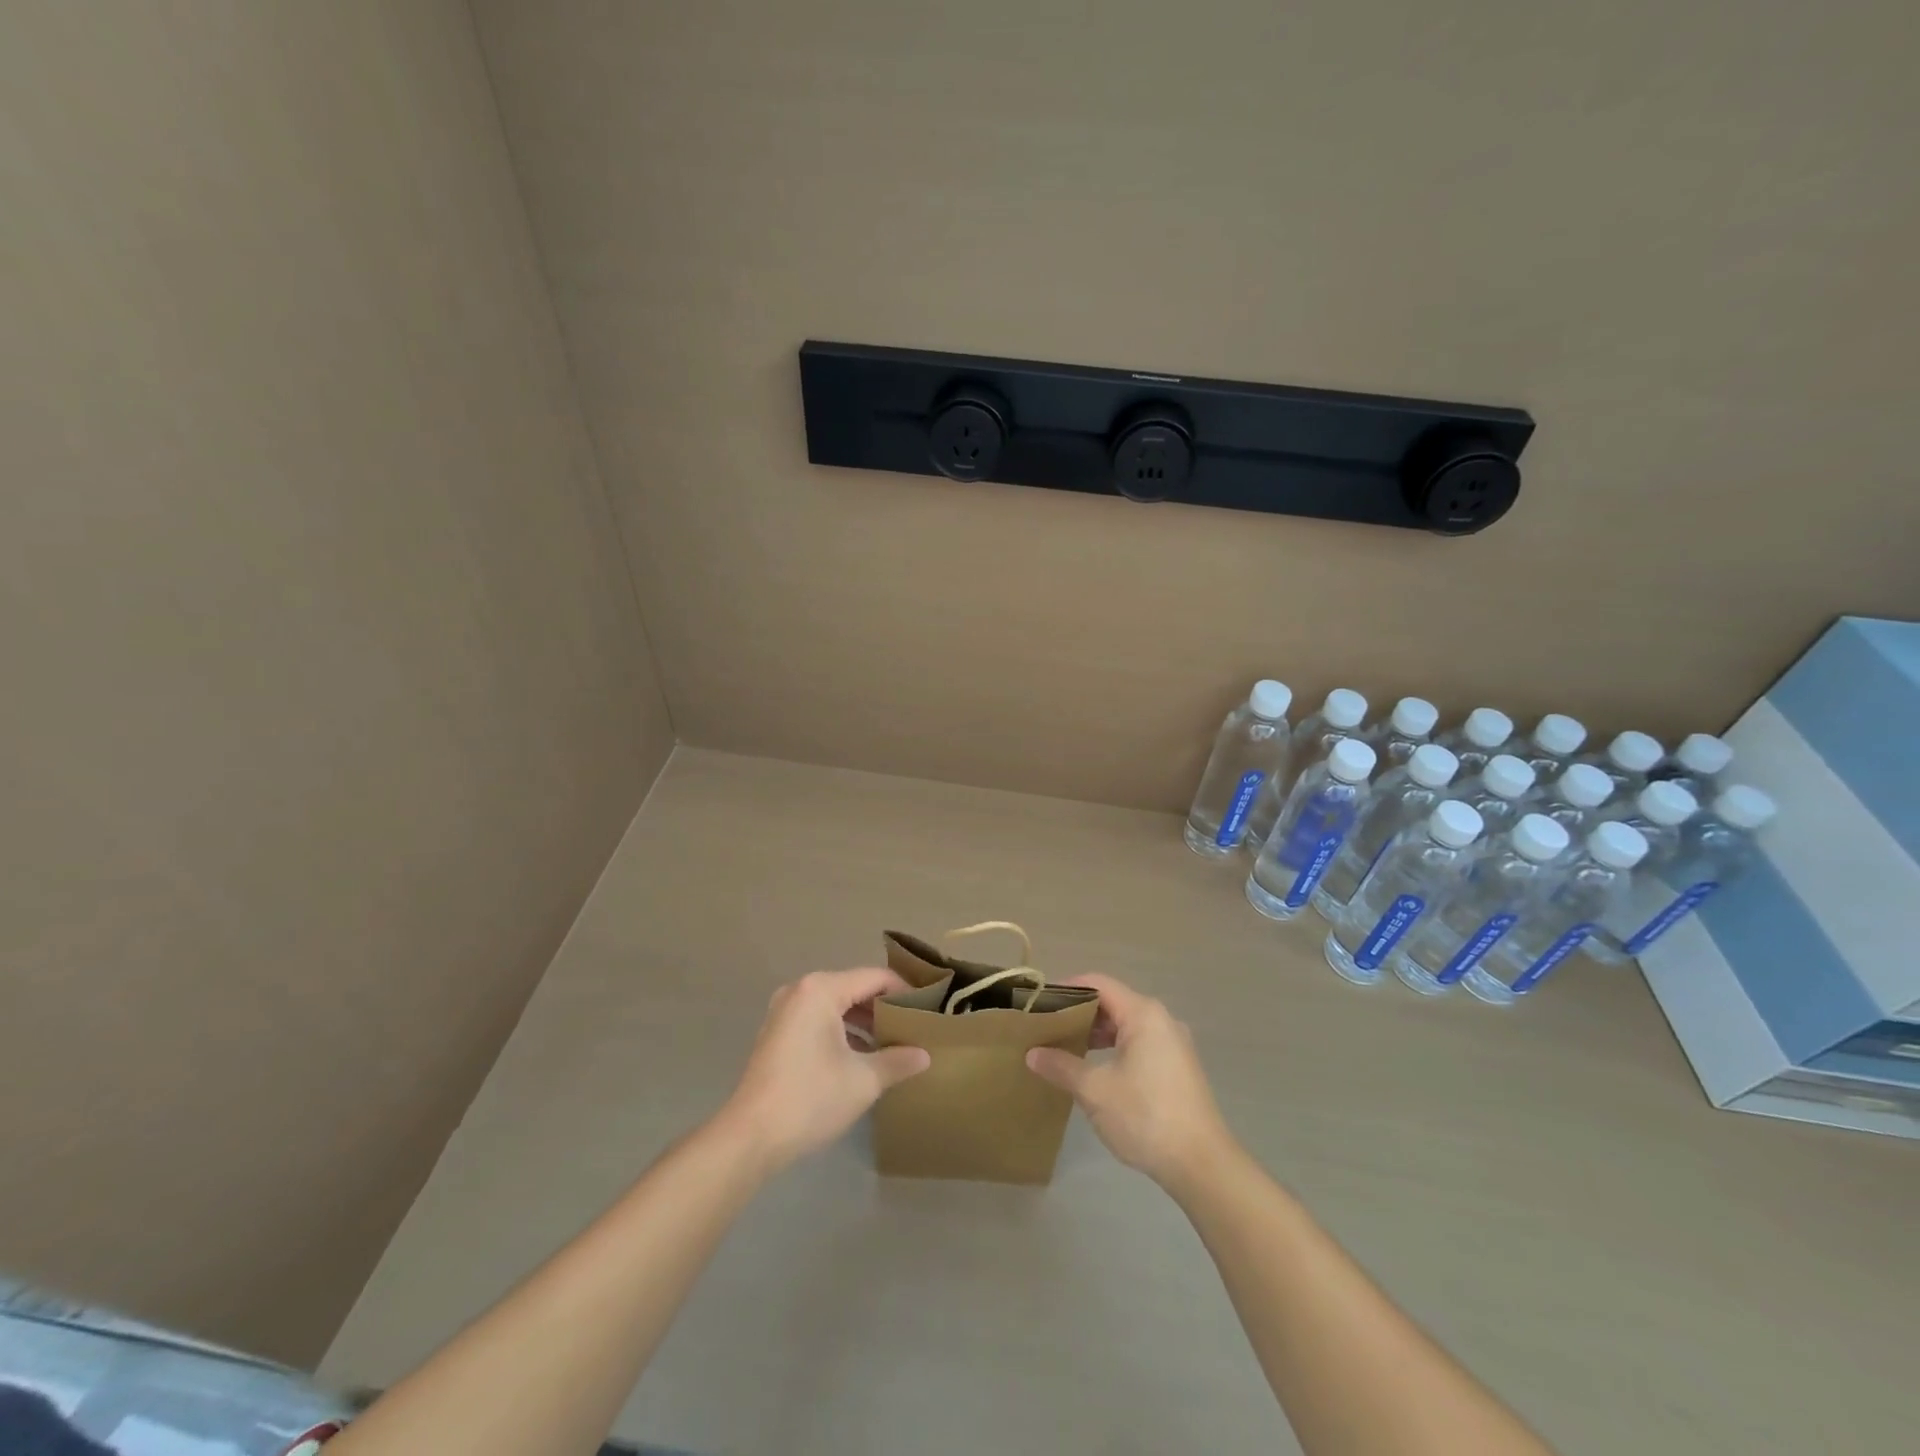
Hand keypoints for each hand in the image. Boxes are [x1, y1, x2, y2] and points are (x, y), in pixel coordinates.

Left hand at [721, 968, 929, 1169]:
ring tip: (893, 1043)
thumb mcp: (863, 1080)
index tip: (929, 1009)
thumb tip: (924, 1055)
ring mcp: (785, 1010)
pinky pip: (819, 1019)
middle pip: (854, 988)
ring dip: (864, 1021)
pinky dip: (842, 1031)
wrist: (750, 1137)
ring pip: (836, 1005)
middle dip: (884, 1007)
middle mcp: (801, 990)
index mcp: (821, 989)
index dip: (905, 991)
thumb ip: (897, 1061)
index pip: (875, 978)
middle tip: (915, 1027)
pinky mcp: (777, 1032)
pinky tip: (862, 1055)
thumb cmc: (810, 1098)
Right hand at [1026, 974, 1234, 1191]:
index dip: (1067, 988)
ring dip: (1096, 1034)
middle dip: (1079, 1013)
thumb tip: (1032, 1054)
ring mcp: (1173, 1044)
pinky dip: (1114, 1048)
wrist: (1202, 1164)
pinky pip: (1139, 1044)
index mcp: (1144, 1014)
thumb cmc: (1146, 1116)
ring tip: (1065, 1049)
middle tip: (1047, 1028)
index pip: (1098, 983)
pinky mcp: (1178, 1068)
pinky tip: (1095, 1071)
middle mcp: (1161, 1020)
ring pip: (1126, 1025)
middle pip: (1113, 1002)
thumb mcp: (1095, 1091)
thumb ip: (1062, 1066)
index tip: (1040, 1003)